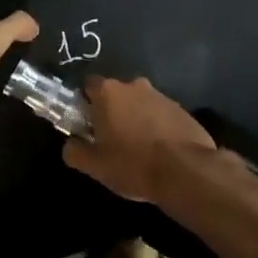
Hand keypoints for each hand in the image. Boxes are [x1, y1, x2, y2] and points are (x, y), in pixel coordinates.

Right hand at [62, 76, 215, 204]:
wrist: (186, 172)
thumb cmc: (133, 164)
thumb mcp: (95, 166)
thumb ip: (75, 151)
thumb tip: (70, 144)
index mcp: (108, 92)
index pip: (89, 85)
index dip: (85, 102)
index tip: (86, 123)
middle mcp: (134, 85)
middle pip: (115, 93)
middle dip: (112, 111)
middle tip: (111, 138)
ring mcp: (161, 96)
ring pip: (140, 103)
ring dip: (136, 118)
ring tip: (138, 148)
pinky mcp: (182, 109)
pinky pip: (160, 114)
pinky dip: (156, 126)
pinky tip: (159, 150)